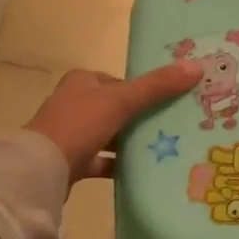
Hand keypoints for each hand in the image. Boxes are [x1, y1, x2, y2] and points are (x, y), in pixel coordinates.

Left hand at [24, 63, 201, 183]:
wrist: (41, 169)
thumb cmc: (79, 124)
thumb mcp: (121, 100)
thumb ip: (157, 86)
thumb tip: (197, 66)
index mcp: (81, 81)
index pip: (119, 81)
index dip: (143, 90)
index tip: (169, 102)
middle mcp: (74, 103)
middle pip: (115, 108)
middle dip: (140, 117)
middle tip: (173, 127)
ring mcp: (70, 134)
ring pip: (109, 135)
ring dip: (130, 142)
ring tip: (163, 149)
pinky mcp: (70, 162)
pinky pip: (101, 161)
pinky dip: (118, 165)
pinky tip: (141, 171)